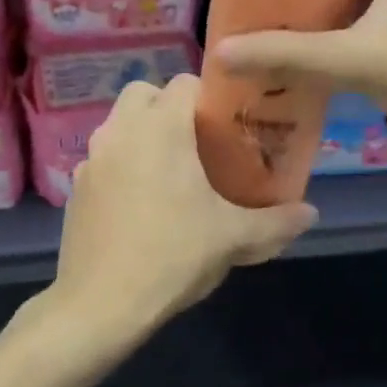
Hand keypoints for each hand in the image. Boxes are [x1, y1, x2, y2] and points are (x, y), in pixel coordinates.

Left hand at [52, 74, 315, 326]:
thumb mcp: (233, 238)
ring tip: (170, 176)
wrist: (101, 303)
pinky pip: (103, 160)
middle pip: (143, 94)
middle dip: (168, 108)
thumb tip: (311, 213)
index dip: (209, 98)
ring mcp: (91, 159)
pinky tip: (138, 205)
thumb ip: (276, 221)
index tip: (226, 127)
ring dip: (142, 135)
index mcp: (160, 128)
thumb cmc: (173, 255)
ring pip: (119, 126)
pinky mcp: (75, 188)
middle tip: (196, 145)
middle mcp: (120, 131)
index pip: (184, 83)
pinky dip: (121, 166)